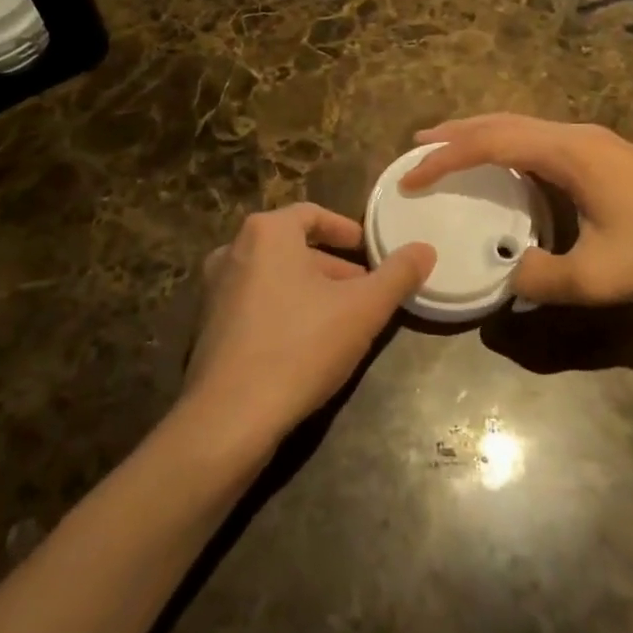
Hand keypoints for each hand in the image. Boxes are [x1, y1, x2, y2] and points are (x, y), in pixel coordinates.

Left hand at [183, 203, 435, 454]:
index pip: (312, 214)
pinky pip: (254, 304)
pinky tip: (306, 345)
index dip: (346, 230)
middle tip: (364, 290)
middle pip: (293, 248)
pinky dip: (283, 311)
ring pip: (274, 277)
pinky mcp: (207, 327)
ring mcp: (214, 290)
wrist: (230, 418)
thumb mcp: (363, 309)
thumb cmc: (300, 346)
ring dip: (309, 291)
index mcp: (266, 232)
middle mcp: (233, 250)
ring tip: (342, 319)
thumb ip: (398, 274)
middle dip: (332, 267)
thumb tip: (425, 249)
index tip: (370, 251)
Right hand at [401, 114, 632, 304]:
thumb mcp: (597, 277)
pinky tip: (506, 165)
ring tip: (450, 149)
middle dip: (456, 132)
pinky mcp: (604, 153)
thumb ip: (542, 278)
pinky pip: (540, 138)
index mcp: (566, 153)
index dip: (445, 158)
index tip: (411, 174)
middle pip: (501, 122)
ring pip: (522, 125)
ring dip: (482, 134)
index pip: (489, 143)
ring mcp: (592, 141)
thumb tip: (508, 272)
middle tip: (417, 146)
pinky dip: (507, 144)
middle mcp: (574, 135)